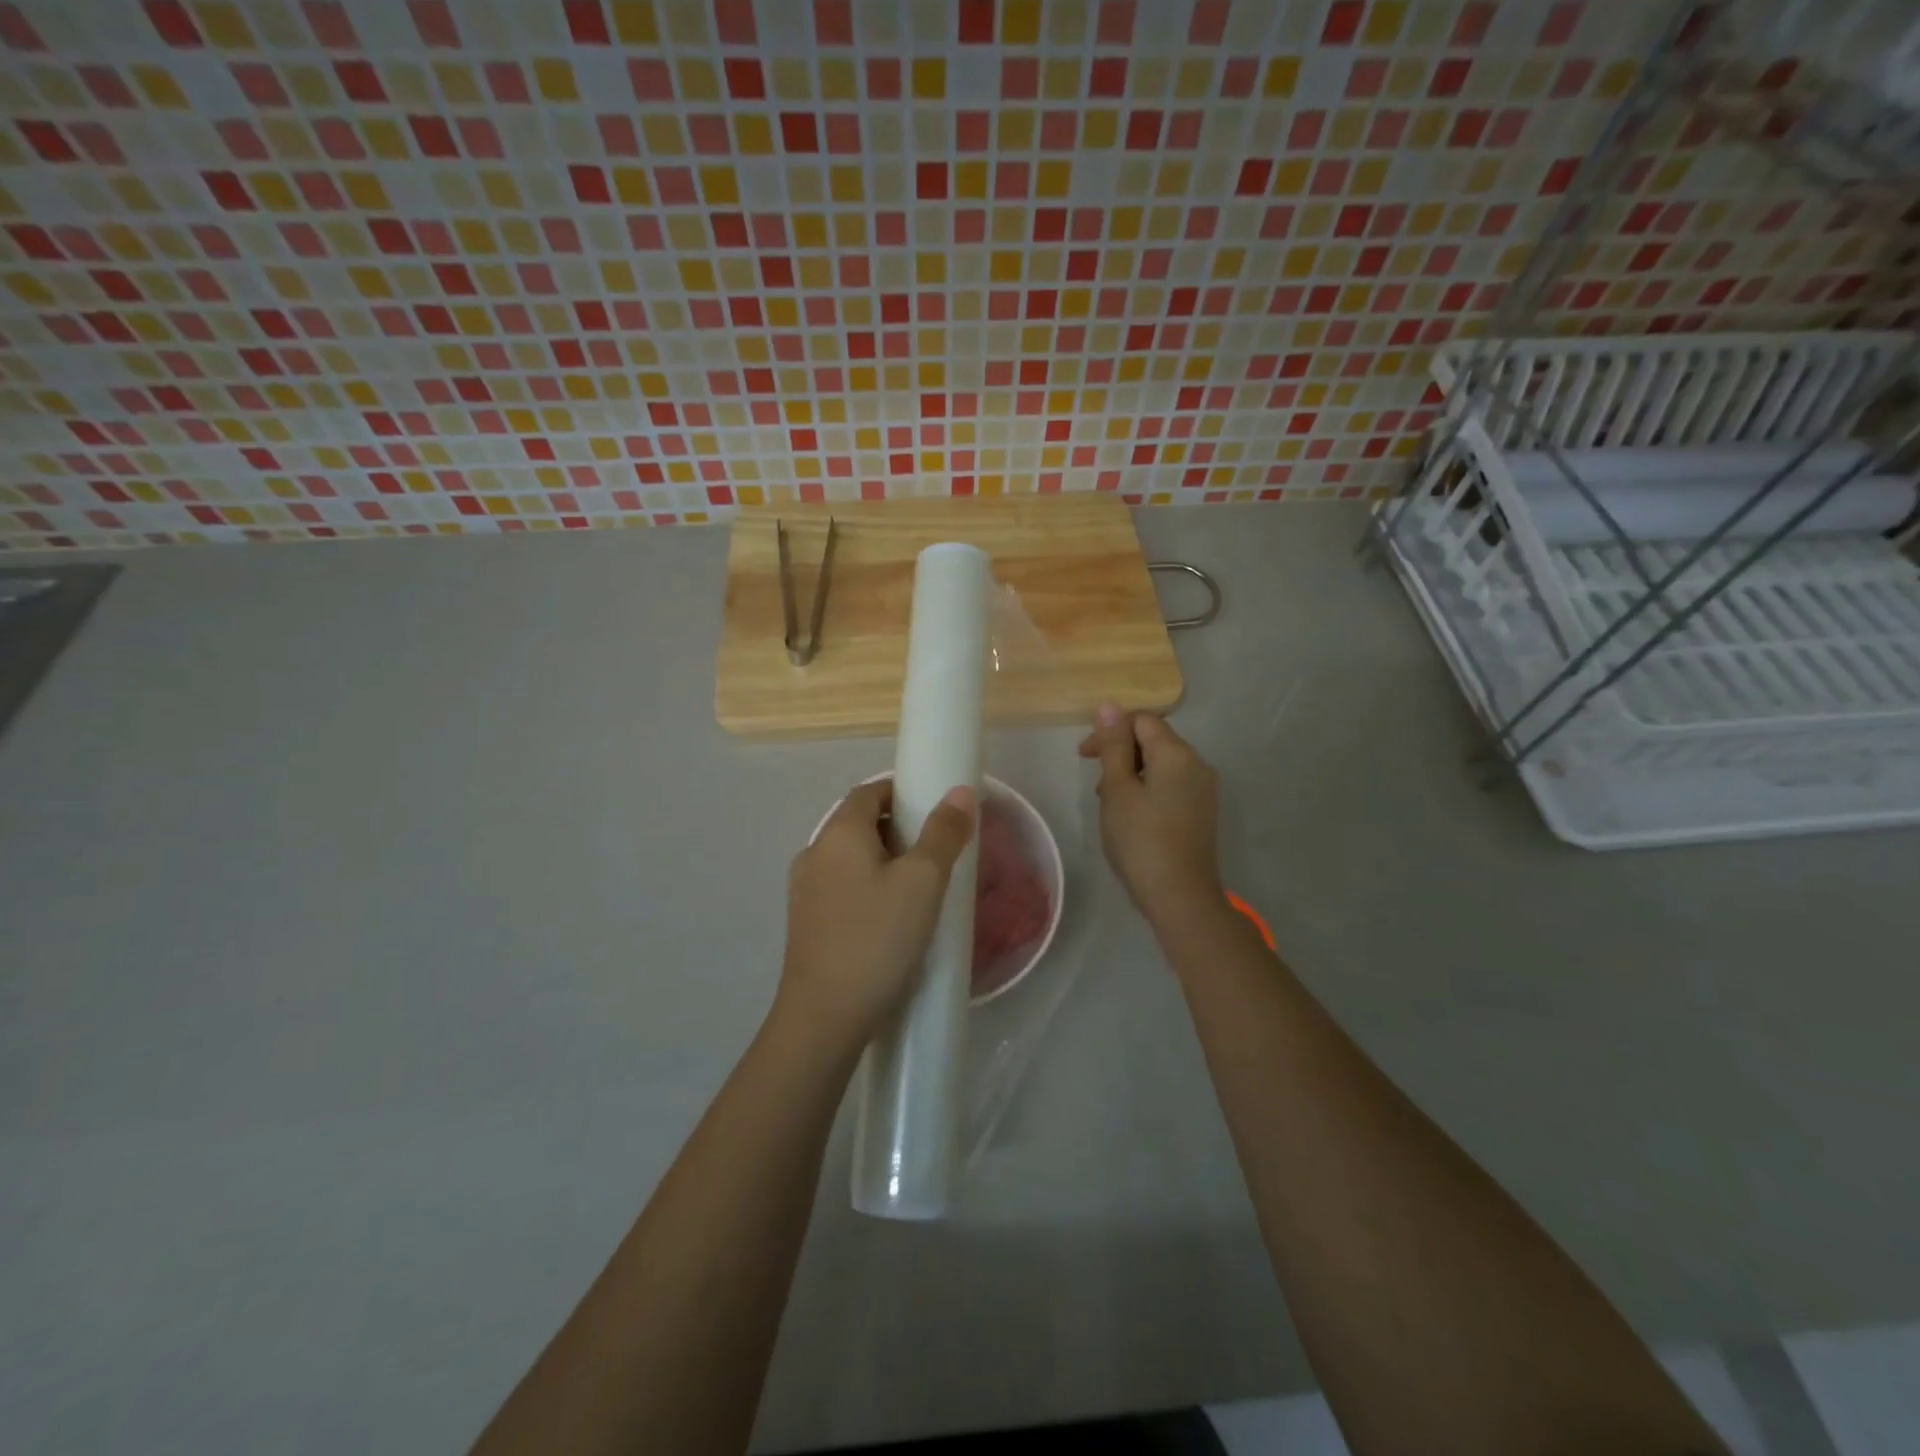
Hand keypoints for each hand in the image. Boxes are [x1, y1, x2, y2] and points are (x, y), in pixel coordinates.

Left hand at [777, 779, 975, 1054]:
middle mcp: (814, 853)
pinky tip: (891, 918)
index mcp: (838, 833)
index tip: (934, 809)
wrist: (824, 1017)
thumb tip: (960, 792)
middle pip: (858, 823)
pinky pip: (842, 887)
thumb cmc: (877, 939)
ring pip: (850, 858)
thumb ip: (943, 833)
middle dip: (897, 827)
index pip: (869, 791)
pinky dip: (868, 887)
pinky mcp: (806, 923)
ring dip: (883, 860)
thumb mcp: (923, 882)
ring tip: (919, 887)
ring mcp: (804, 890)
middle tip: (936, 850)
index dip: (902, 792)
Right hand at [1078, 705, 1223, 926]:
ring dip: (1131, 773)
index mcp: (1177, 753)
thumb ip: (1114, 746)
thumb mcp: (1117, 789)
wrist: (1180, 896)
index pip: (1142, 720)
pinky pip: (1171, 784)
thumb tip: (1110, 707)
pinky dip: (1147, 789)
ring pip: (1161, 764)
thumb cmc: (1141, 839)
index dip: (1111, 731)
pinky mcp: (1202, 811)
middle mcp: (1197, 763)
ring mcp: (1204, 789)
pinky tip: (1131, 815)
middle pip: (1154, 739)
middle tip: (1095, 783)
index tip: (1086, 757)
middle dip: (1120, 753)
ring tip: (1110, 802)